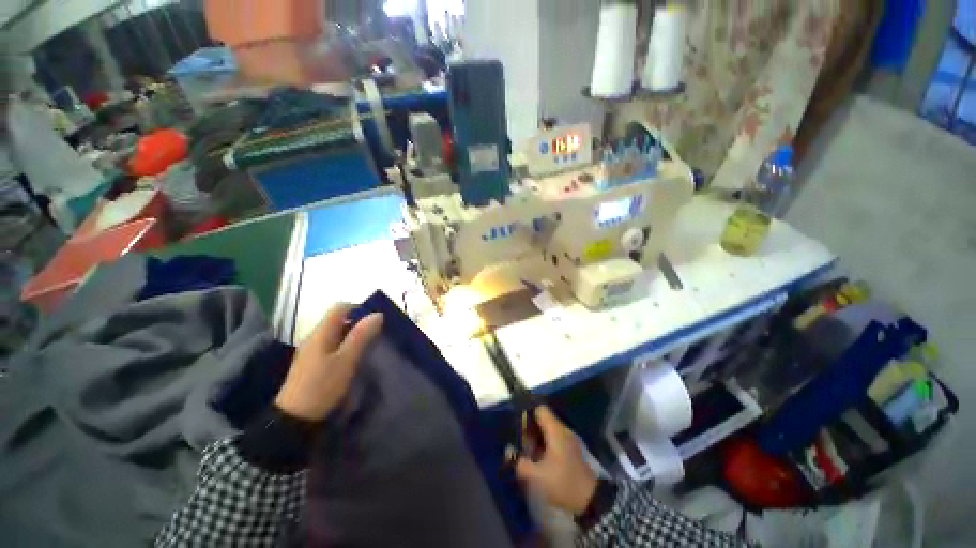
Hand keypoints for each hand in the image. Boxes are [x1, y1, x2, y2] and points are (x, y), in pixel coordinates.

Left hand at [275, 304, 382, 421]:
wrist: (295, 419)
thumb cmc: (322, 386)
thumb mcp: (346, 360)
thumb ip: (361, 336)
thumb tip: (377, 314)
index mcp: (321, 333)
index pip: (340, 308)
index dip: (358, 308)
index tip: (374, 320)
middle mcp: (314, 337)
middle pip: (338, 319)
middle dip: (358, 323)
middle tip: (375, 334)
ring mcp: (312, 350)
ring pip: (336, 333)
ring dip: (353, 335)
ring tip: (368, 346)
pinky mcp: (312, 363)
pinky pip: (332, 345)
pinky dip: (345, 346)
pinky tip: (353, 359)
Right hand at [515, 406, 597, 515]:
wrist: (591, 500)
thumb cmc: (562, 482)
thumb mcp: (537, 476)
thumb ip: (520, 463)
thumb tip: (510, 453)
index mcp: (555, 430)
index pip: (540, 409)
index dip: (527, 412)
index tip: (517, 424)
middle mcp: (563, 430)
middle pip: (543, 419)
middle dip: (530, 428)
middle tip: (520, 442)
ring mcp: (569, 440)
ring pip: (548, 430)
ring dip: (537, 438)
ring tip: (527, 452)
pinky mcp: (572, 451)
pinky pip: (555, 439)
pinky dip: (545, 445)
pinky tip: (539, 459)